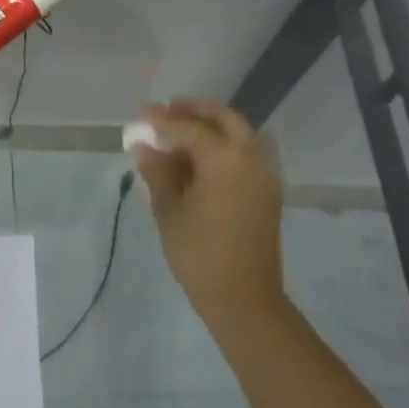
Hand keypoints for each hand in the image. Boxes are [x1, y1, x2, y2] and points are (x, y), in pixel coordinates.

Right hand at [135, 99, 286, 329]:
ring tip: (181, 131)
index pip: (189, 128)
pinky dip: (224, 145)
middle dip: (195, 111)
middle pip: (224, 119)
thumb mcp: (169, 209)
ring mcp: (264, 174)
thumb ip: (158, 171)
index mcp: (225, 158)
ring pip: (239, 134)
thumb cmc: (199, 252)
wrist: (243, 297)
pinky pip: (246, 153)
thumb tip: (144, 145)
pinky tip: (200, 158)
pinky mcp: (267, 191)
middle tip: (168, 110)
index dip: (162, 120)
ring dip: (212, 126)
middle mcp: (251, 157)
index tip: (141, 113)